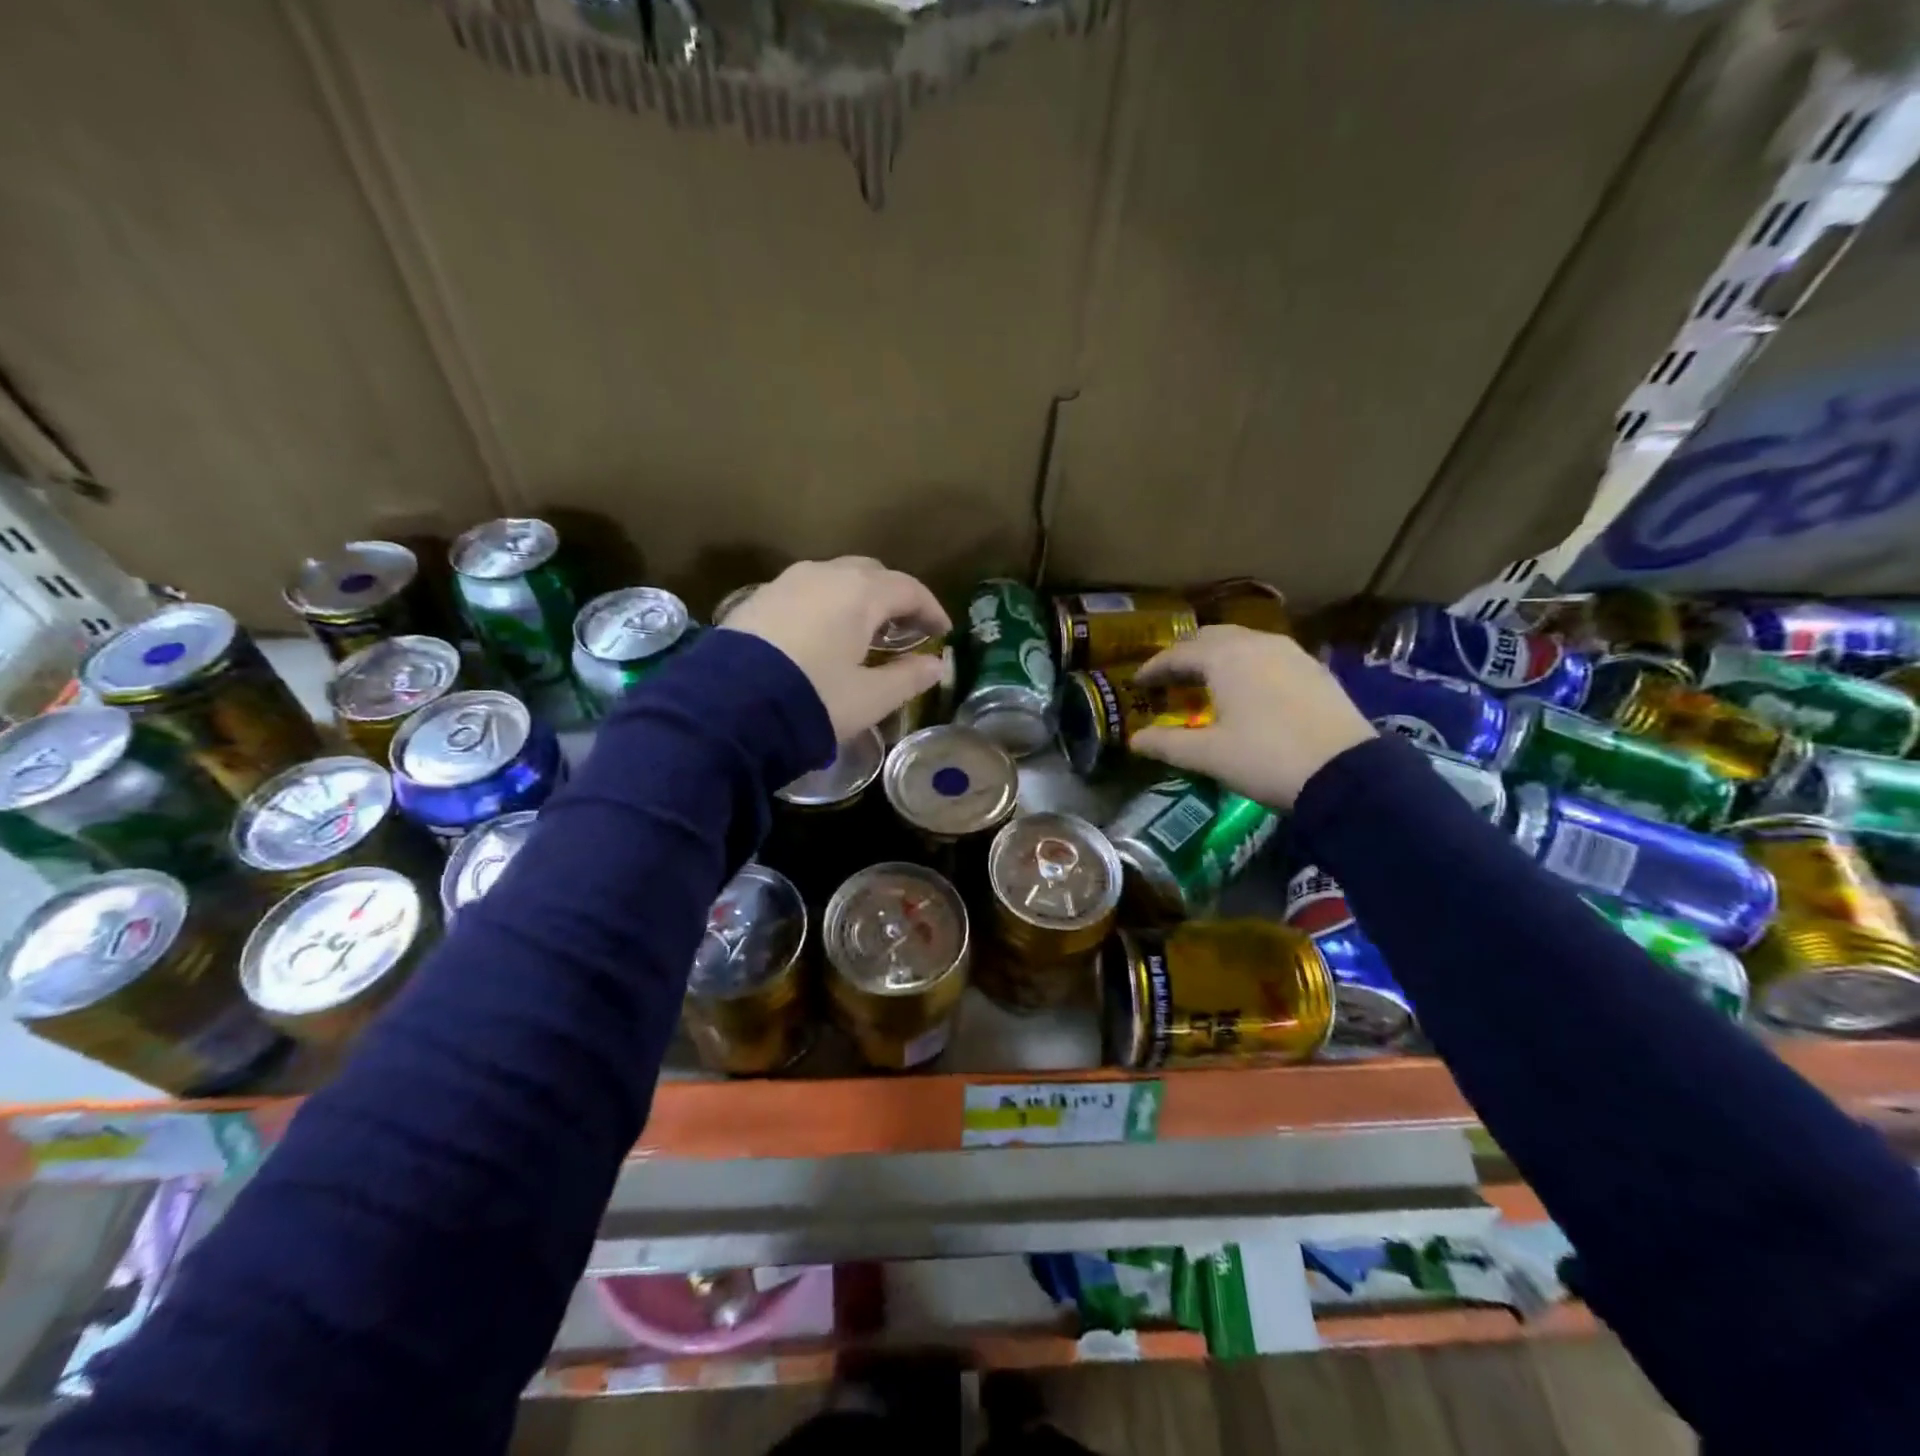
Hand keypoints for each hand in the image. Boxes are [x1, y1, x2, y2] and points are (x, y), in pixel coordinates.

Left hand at [723, 558, 951, 740]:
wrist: (726, 707)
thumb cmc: (812, 699)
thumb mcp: (869, 698)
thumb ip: (908, 677)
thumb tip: (936, 665)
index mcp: (859, 593)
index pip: (908, 588)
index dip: (930, 609)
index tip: (942, 632)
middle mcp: (824, 575)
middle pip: (871, 574)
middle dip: (894, 597)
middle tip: (906, 629)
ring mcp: (786, 582)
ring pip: (835, 578)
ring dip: (859, 599)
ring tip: (866, 632)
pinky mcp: (758, 598)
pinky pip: (806, 591)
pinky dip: (827, 605)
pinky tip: (824, 634)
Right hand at [1130, 626, 1375, 807]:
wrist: (1345, 772)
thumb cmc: (1265, 758)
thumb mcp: (1209, 755)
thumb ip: (1167, 744)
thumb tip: (1135, 740)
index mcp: (1225, 658)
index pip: (1178, 654)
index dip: (1154, 667)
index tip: (1137, 682)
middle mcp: (1256, 644)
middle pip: (1211, 638)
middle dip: (1186, 655)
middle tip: (1170, 678)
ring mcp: (1291, 653)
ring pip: (1243, 643)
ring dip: (1218, 657)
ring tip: (1207, 682)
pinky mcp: (1314, 669)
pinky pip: (1268, 655)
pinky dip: (1247, 665)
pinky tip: (1248, 689)